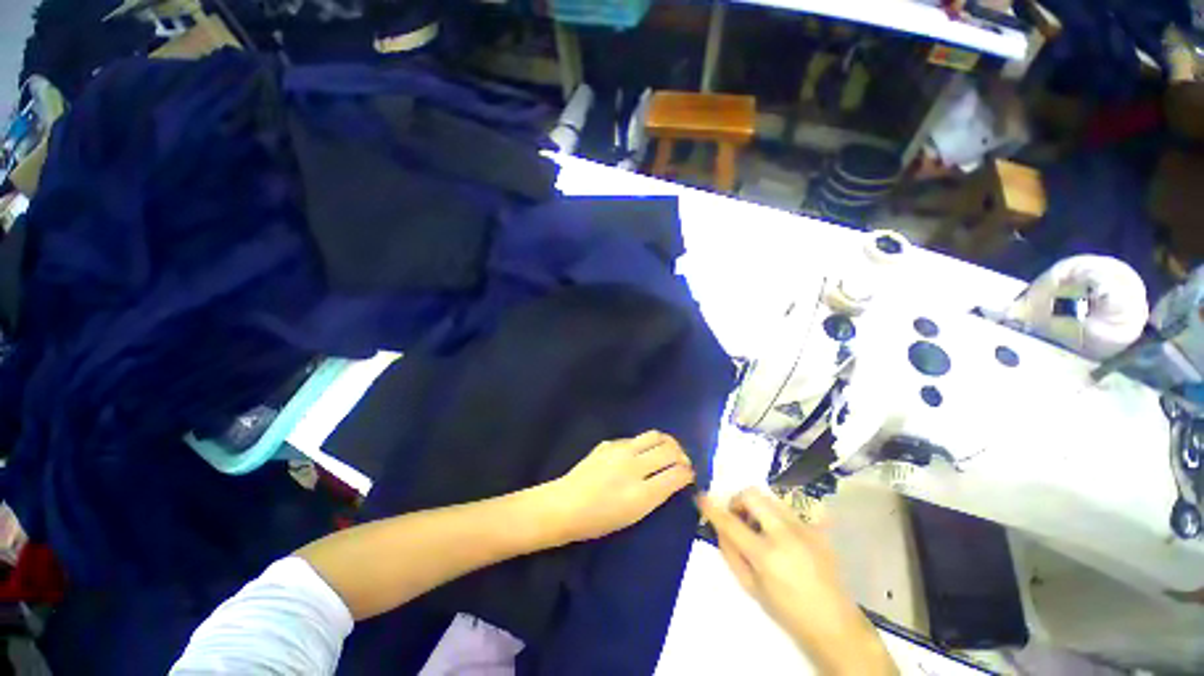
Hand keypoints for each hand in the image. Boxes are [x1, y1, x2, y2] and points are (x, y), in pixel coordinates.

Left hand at [547, 431, 695, 542]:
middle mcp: (634, 467)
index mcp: (641, 493)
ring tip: (668, 450)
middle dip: (682, 455)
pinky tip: (641, 453)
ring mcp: (621, 451)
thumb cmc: (598, 521)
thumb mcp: (633, 516)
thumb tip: (673, 479)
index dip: (688, 473)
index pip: (677, 474)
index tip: (690, 475)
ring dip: (667, 442)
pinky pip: (636, 438)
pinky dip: (646, 444)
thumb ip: (655, 495)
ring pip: (655, 436)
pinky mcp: (610, 443)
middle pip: (670, 450)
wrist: (565, 505)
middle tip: (682, 462)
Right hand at [698, 489, 896, 675]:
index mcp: (766, 555)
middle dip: (738, 500)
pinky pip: (788, 510)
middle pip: (752, 494)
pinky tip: (782, 537)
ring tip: (760, 528)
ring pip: (769, 497)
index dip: (711, 506)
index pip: (730, 521)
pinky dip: (776, 516)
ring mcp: (804, 528)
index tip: (700, 497)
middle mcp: (785, 534)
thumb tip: (718, 525)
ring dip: (757, 506)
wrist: (834, 624)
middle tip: (738, 518)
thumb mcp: (750, 587)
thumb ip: (730, 552)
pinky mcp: (817, 529)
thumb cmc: (786, 611)